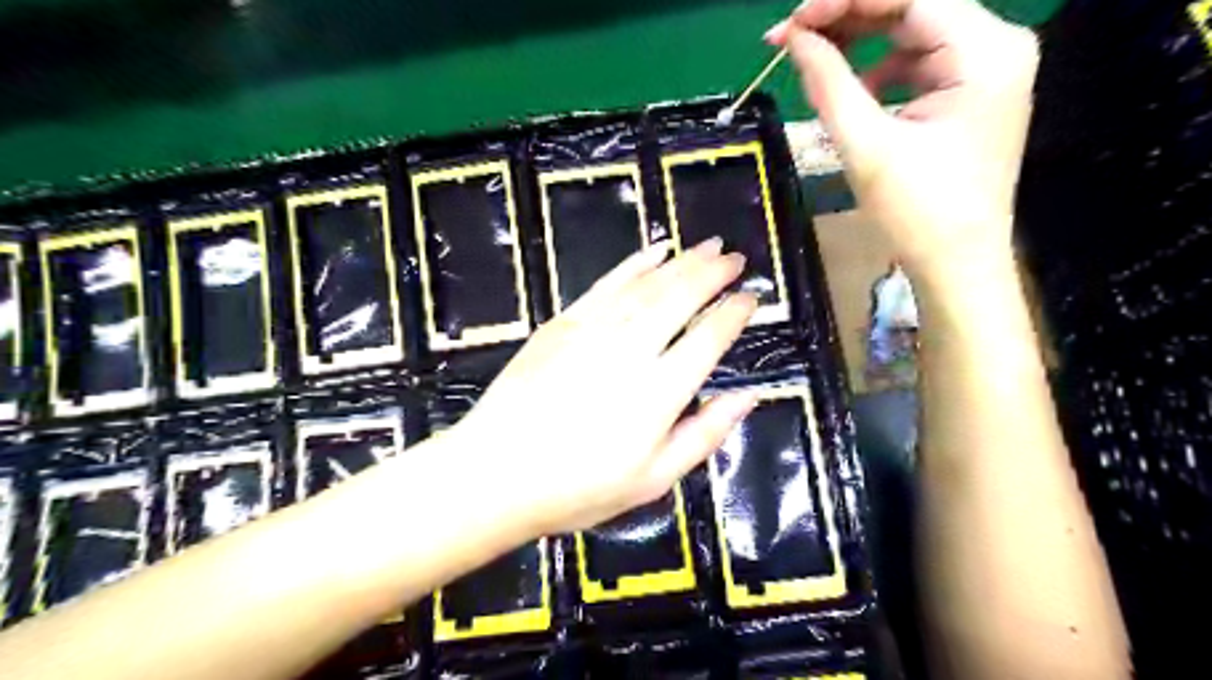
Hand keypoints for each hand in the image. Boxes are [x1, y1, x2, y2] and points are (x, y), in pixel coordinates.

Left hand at [450, 239, 758, 535]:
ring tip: (707, 246)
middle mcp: (632, 350)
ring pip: (648, 284)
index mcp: (660, 392)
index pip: (709, 338)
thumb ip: (705, 435)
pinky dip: (634, 263)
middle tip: (735, 257)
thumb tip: (748, 397)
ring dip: (681, 261)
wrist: (496, 473)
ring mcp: (594, 330)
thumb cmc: (578, 488)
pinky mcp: (563, 323)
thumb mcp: (653, 480)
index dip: (734, 314)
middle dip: (713, 273)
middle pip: (681, 298)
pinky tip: (654, 250)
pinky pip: (607, 283)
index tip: (752, 297)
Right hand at [765, 0, 1042, 285]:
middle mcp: (997, 45)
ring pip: (913, 31)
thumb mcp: (865, 145)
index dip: (844, 0)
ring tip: (813, 61)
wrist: (957, 262)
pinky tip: (853, 92)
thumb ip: (828, 83)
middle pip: (914, 6)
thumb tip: (793, 38)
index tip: (791, 20)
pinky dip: (880, 69)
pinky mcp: (971, 91)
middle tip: (790, 36)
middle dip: (849, 17)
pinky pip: (918, 61)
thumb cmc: (917, 211)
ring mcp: (987, 68)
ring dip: (861, 41)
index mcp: (984, 52)